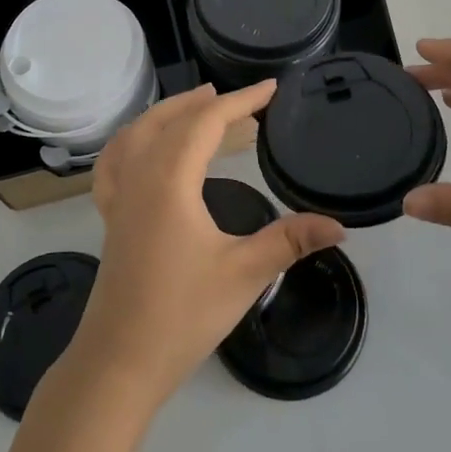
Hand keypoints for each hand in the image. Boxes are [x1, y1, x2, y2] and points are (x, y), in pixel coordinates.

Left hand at [68, 82, 344, 406]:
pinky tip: (142, 146)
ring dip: (169, 113)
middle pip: (169, 119)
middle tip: (242, 98)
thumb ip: (289, 240)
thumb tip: (339, 226)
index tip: (271, 89)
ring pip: (137, 134)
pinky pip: (115, 162)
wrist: (120, 362)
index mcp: (169, 180)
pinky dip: (132, 140)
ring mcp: (119, 196)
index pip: (206, 122)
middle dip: (206, 102)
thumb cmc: (182, 314)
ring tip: (198, 105)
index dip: (241, 101)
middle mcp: (139, 177)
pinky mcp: (111, 217)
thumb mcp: (243, 273)